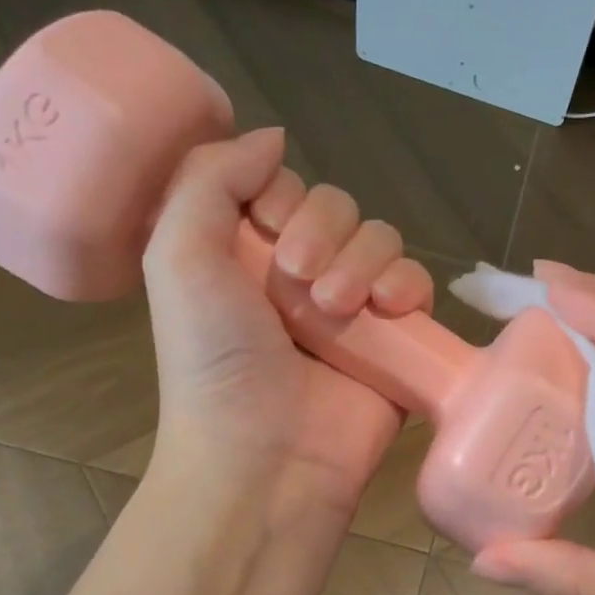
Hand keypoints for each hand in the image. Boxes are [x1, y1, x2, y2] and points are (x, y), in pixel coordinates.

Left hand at [141, 127, 433, 522]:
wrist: (267, 457)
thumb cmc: (215, 361)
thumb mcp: (178, 257)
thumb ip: (211, 179)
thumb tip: (272, 137)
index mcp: (248, 256)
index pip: (288, 189)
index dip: (285, 197)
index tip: (271, 229)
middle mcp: (303, 277)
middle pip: (340, 208)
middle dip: (325, 233)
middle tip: (300, 280)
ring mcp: (354, 310)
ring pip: (382, 240)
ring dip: (363, 261)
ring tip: (338, 309)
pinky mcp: (396, 340)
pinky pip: (417, 283)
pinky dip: (408, 285)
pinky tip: (389, 310)